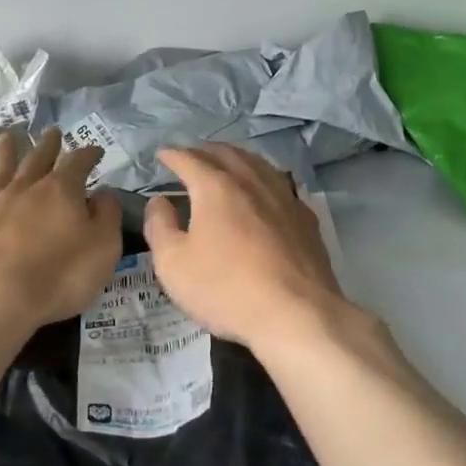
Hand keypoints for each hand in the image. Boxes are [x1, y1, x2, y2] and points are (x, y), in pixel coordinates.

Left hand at [0, 127, 122, 332]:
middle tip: (52, 131)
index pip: (78, 162)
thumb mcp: (103, 248)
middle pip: (37, 159)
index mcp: (61, 190)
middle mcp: (24, 188)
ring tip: (6, 138)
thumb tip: (103, 193)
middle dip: (47, 145)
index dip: (88, 154)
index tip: (95, 150)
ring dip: (4, 153)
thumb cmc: (58, 275)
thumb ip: (107, 216)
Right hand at [142, 144, 349, 352]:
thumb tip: (159, 202)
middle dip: (204, 151)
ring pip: (257, 164)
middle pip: (226, 153)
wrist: (297, 314)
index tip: (162, 155)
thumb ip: (159, 226)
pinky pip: (279, 185)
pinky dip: (262, 179)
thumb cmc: (226, 289)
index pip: (189, 159)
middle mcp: (252, 181)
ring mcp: (284, 197)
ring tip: (226, 164)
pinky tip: (263, 192)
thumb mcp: (173, 264)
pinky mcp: (305, 218)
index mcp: (216, 187)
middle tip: (191, 156)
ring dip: (236, 159)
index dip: (172, 155)